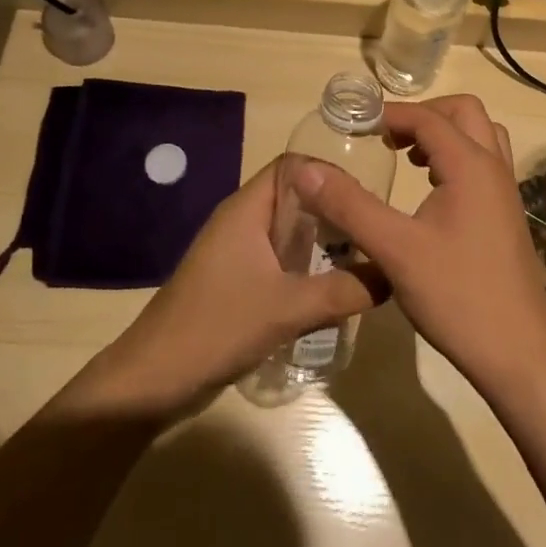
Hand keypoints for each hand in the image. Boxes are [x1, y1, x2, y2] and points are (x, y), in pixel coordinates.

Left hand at [63, 159, 385, 418]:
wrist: (153, 381)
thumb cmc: (216, 327)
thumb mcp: (286, 308)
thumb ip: (342, 290)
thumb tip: (392, 275)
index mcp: (247, 209)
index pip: (293, 165)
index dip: (329, 171)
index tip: (366, 193)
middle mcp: (242, 221)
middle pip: (295, 197)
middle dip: (333, 209)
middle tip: (373, 227)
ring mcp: (237, 252)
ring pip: (288, 230)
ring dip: (321, 240)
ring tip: (362, 255)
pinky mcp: (236, 281)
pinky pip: (279, 258)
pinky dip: (305, 264)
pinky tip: (331, 286)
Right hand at [293, 95, 545, 393]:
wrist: (519, 353)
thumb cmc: (457, 296)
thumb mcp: (395, 250)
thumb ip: (350, 206)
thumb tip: (306, 169)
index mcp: (471, 165)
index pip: (428, 118)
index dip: (391, 115)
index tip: (356, 125)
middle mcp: (494, 167)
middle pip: (463, 112)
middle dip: (424, 114)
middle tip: (387, 137)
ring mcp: (505, 192)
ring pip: (479, 136)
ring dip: (444, 134)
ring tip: (407, 157)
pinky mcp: (506, 215)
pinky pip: (484, 163)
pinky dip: (456, 158)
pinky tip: (429, 191)